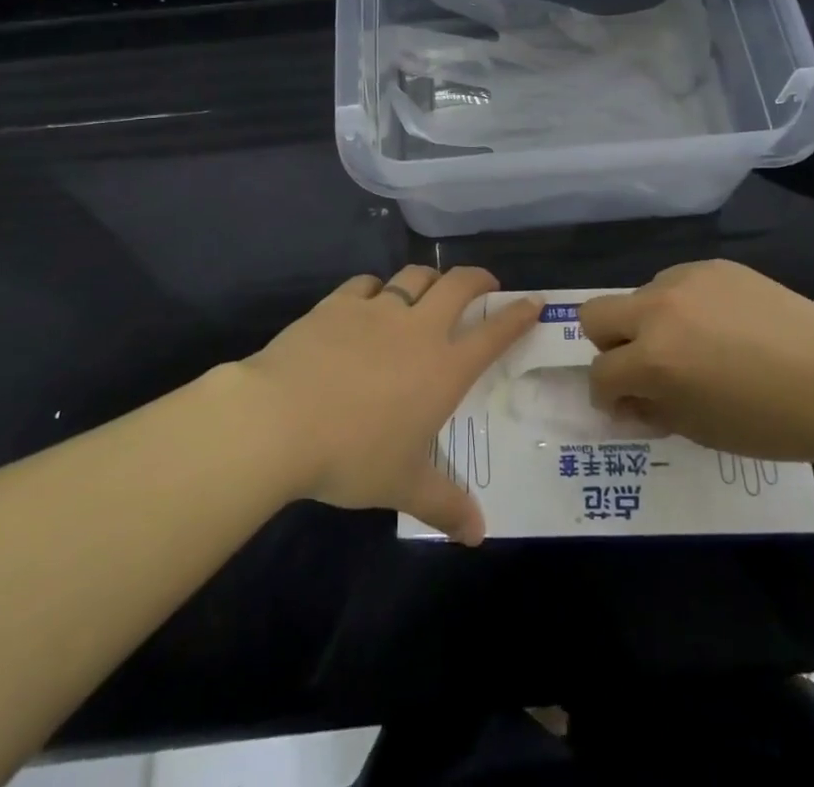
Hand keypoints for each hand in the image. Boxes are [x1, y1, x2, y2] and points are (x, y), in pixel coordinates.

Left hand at [238, 266, 536, 544]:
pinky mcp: (339, 303)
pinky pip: (367, 283)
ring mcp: (377, 310)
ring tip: (430, 288)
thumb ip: (445, 505)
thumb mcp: (403, 486)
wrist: (281, 419)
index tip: (532, 302)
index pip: (494, 333)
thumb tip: (477, 535)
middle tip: (484, 285)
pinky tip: (370, 301)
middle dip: (478, 279)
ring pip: (414, 277)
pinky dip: (377, 288)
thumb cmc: (353, 455)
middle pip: (458, 285)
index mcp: (444, 368)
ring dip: (429, 279)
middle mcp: (418, 329)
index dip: (517, 315)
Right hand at [581, 260, 813, 462]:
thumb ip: (653, 410)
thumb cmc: (772, 422)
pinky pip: (678, 283)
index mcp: (654, 358)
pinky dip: (684, 305)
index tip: (626, 405)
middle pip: (594, 314)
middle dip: (609, 346)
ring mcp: (686, 280)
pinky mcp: (714, 266)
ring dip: (650, 323)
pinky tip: (723, 326)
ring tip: (696, 345)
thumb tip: (629, 400)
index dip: (607, 395)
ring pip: (640, 296)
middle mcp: (658, 309)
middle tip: (644, 367)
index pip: (601, 372)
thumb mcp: (701, 430)